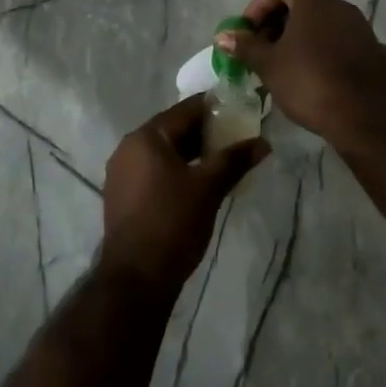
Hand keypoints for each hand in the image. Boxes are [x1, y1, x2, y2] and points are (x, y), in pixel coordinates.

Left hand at [100, 95, 266, 294]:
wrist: (136, 278)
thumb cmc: (172, 222)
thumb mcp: (208, 188)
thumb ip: (234, 160)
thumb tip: (263, 143)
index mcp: (145, 138)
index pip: (184, 110)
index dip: (213, 108)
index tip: (238, 108)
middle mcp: (128, 148)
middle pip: (172, 130)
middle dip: (204, 132)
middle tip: (235, 136)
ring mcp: (122, 174)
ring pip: (163, 152)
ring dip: (192, 153)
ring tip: (222, 159)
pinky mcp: (123, 197)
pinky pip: (154, 171)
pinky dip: (176, 170)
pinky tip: (198, 182)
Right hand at [216, 0, 385, 140]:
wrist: (368, 116)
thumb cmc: (311, 82)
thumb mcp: (269, 65)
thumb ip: (245, 47)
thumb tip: (222, 36)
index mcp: (314, 0)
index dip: (259, 2)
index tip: (250, 31)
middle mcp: (340, 6)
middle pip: (301, 0)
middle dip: (276, 23)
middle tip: (262, 52)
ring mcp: (361, 28)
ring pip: (322, 23)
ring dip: (300, 38)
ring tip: (285, 68)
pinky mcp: (373, 51)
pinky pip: (340, 43)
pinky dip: (324, 52)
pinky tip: (317, 79)